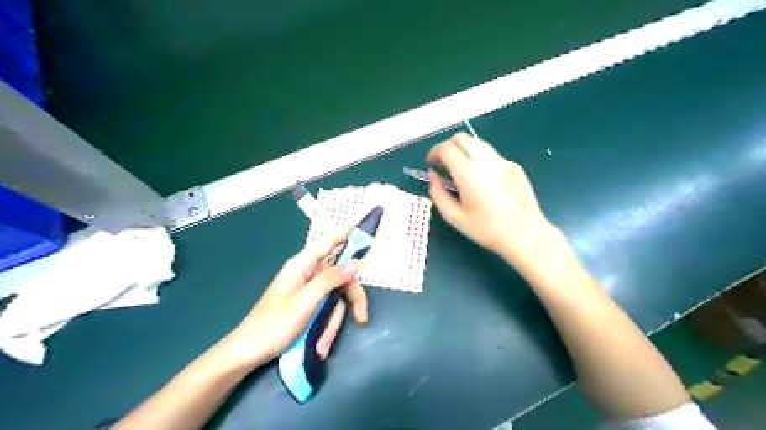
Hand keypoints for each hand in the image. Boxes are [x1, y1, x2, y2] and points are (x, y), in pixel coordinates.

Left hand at [222, 229, 367, 368]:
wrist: (249, 353)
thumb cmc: (275, 323)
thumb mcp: (307, 301)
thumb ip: (331, 279)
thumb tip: (354, 263)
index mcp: (303, 265)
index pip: (327, 242)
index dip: (345, 234)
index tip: (362, 230)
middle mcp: (307, 274)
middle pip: (340, 277)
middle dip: (350, 299)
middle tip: (362, 318)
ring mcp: (307, 291)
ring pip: (335, 298)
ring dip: (332, 323)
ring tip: (322, 345)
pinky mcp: (307, 306)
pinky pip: (325, 311)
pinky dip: (325, 328)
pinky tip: (319, 346)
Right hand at [425, 130, 567, 271]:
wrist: (525, 235)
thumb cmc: (486, 229)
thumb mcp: (454, 217)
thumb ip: (437, 193)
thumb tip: (433, 175)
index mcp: (469, 172)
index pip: (447, 148)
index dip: (434, 152)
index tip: (431, 163)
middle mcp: (486, 160)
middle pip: (462, 138)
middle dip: (448, 146)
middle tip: (443, 163)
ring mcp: (503, 161)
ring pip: (478, 143)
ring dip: (464, 150)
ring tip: (460, 170)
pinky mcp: (514, 166)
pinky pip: (491, 155)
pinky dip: (479, 159)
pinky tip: (482, 180)